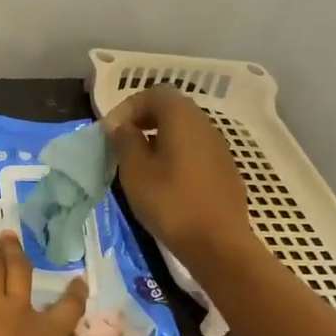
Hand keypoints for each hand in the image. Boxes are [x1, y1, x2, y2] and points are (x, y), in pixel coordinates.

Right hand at [105, 86, 260, 276]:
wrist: (217, 243)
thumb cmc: (170, 203)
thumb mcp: (135, 171)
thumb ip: (125, 141)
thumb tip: (121, 126)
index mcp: (182, 118)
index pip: (154, 93)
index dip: (128, 107)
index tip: (111, 132)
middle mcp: (205, 125)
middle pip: (172, 109)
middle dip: (143, 121)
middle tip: (122, 144)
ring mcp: (219, 148)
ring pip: (184, 131)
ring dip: (159, 139)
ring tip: (140, 165)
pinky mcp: (225, 170)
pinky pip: (195, 151)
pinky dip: (175, 155)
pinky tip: (164, 182)